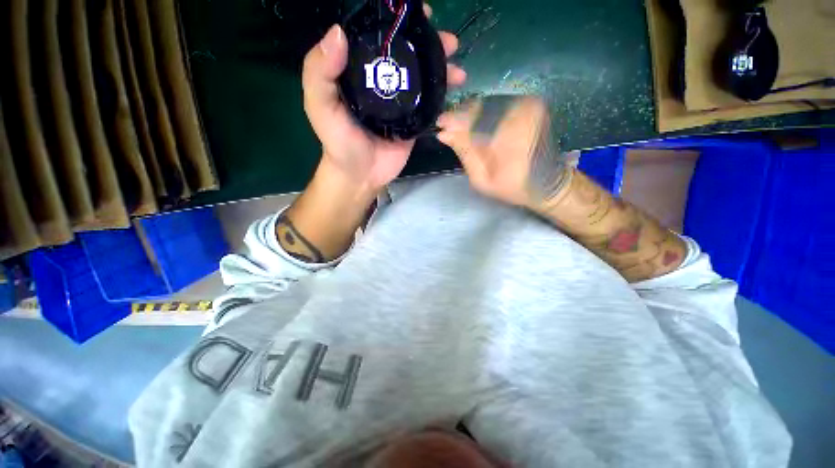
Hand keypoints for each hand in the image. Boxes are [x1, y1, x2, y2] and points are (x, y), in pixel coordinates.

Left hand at [302, 5, 465, 194]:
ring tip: (458, 66)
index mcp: (360, 73)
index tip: (417, 12)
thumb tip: (338, 33)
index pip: (379, 38)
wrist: (360, 174)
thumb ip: (320, 72)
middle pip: (408, 56)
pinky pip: (430, 105)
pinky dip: (443, 96)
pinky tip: (455, 89)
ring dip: (442, 69)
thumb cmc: (339, 141)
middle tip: (449, 41)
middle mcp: (382, 83)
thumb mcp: (320, 105)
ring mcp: (401, 104)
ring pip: (423, 79)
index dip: (397, 22)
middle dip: (429, 45)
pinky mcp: (413, 122)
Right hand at [436, 96, 572, 210]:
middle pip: (480, 107)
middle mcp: (522, 114)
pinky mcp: (531, 104)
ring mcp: (529, 105)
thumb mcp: (482, 179)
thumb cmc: (513, 187)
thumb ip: (465, 153)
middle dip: (461, 117)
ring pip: (488, 103)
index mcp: (511, 137)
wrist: (548, 182)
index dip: (454, 121)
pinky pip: (499, 104)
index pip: (474, 120)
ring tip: (460, 128)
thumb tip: (444, 133)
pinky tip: (476, 125)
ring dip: (471, 115)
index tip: (439, 125)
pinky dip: (484, 113)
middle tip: (448, 128)